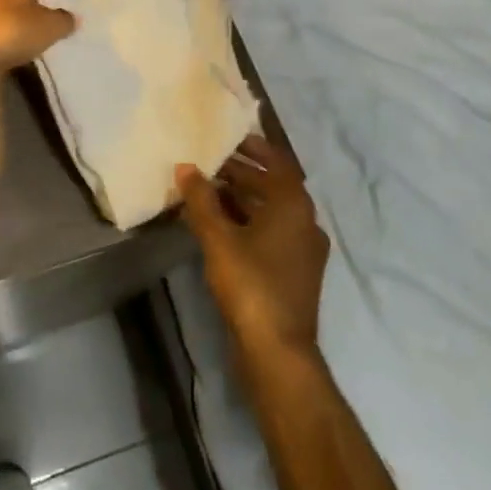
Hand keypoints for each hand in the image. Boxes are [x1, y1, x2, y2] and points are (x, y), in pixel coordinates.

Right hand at [177, 135, 328, 361]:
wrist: (277, 351)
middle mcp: (305, 222)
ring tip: (207, 192)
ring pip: (271, 212)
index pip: (277, 162)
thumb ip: (201, 200)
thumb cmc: (250, 284)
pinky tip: (219, 227)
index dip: (254, 148)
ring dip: (242, 198)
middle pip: (273, 186)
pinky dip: (248, 222)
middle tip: (208, 164)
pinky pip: (271, 233)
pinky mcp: (294, 272)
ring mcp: (303, 250)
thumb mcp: (218, 238)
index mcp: (294, 205)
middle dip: (241, 173)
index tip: (229, 138)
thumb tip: (185, 167)